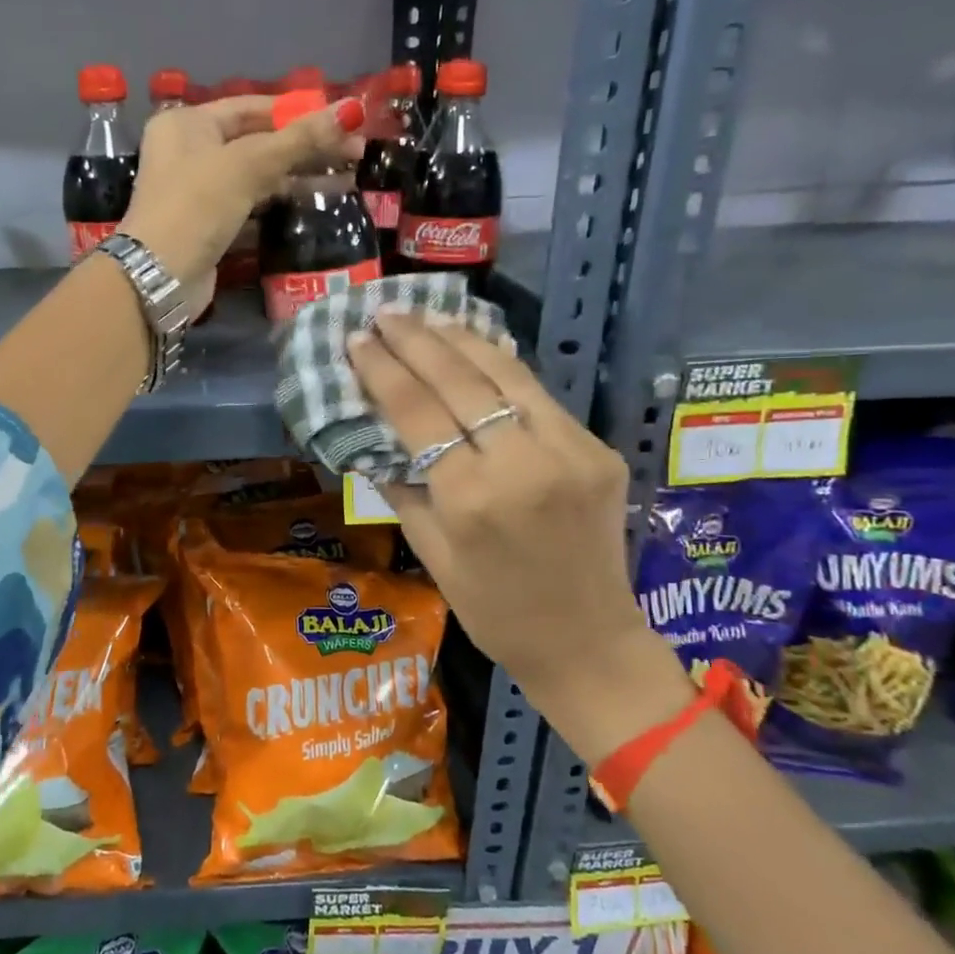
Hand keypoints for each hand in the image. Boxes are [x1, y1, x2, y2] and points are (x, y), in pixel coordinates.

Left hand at [120, 95, 364, 311]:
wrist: (159, 276)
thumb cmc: (197, 205)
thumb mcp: (248, 165)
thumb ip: (300, 139)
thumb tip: (353, 109)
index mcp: (188, 123)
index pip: (253, 108)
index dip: (299, 112)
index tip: (342, 121)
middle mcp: (190, 152)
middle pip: (259, 142)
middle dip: (307, 147)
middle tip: (357, 153)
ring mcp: (199, 192)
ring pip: (258, 176)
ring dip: (300, 177)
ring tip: (348, 179)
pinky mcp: (210, 226)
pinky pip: (252, 206)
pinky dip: (281, 203)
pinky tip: (316, 204)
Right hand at [347, 313, 692, 758]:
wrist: (588, 640)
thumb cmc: (494, 610)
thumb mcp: (432, 555)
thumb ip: (401, 487)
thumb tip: (372, 435)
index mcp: (472, 498)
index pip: (417, 412)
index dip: (383, 370)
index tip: (357, 339)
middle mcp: (523, 463)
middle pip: (460, 380)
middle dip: (416, 340)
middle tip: (385, 313)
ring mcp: (569, 450)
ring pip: (505, 373)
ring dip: (460, 338)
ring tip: (425, 315)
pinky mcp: (596, 449)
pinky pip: (537, 395)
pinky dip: (500, 366)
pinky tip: (474, 347)